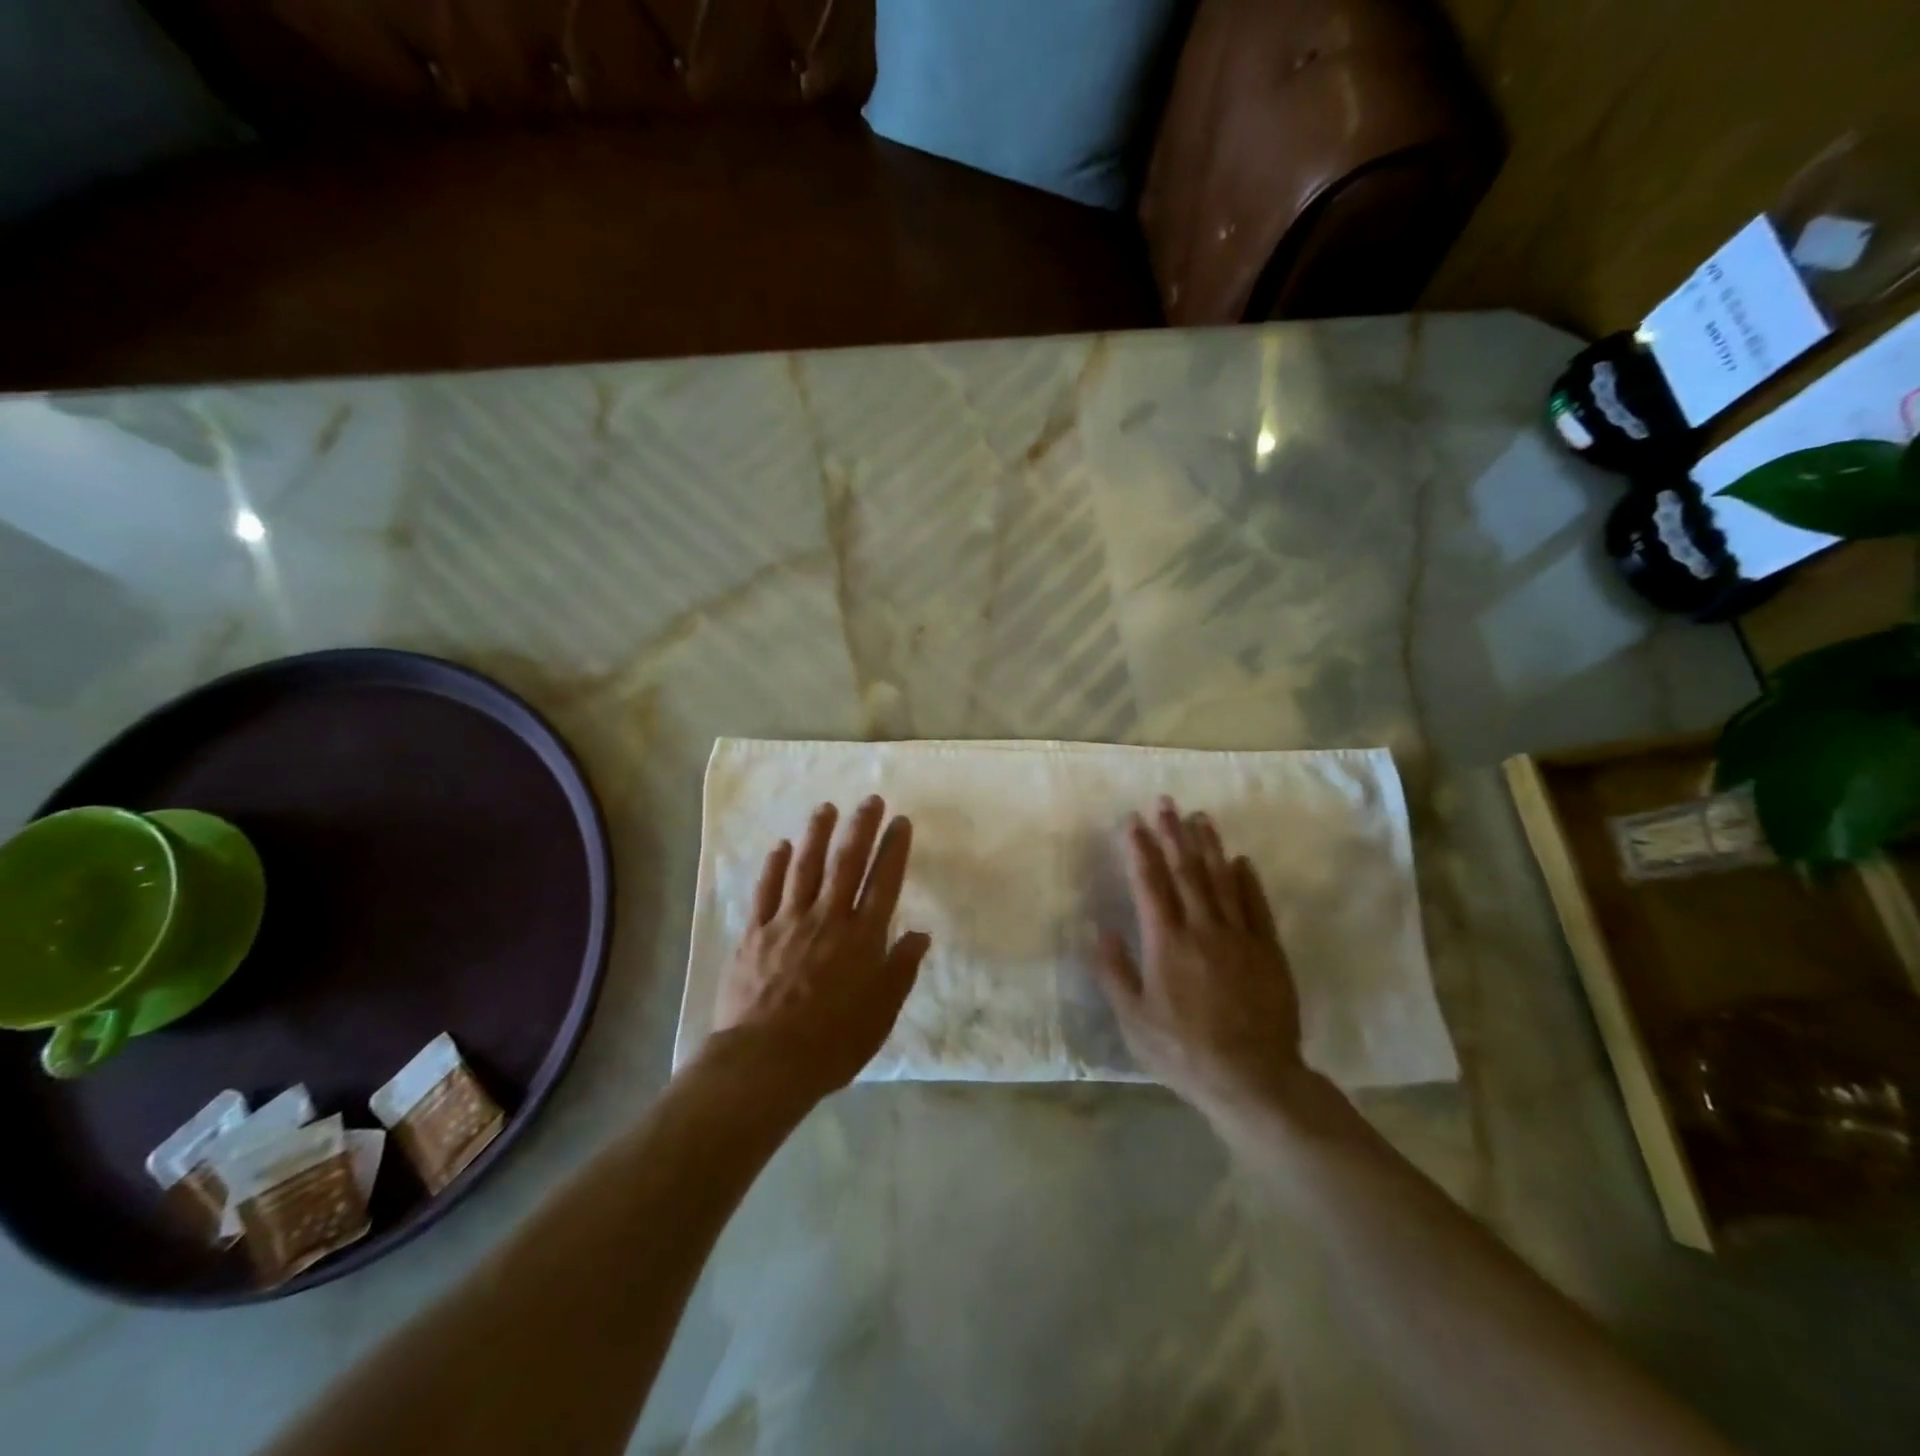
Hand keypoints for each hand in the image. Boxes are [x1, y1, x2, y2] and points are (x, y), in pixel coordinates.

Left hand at [712, 796, 930, 1102]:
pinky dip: (773, 866)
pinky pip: (766, 891)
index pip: (884, 882)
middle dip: (861, 828)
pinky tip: (780, 846)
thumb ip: (901, 970)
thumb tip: (920, 934)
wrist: (765, 1063)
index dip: (894, 849)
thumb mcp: (881, 1014)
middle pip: (847, 864)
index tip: (900, 822)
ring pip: (805, 868)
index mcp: (862, 938)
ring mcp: (788, 922)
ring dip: (817, 835)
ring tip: (826, 808)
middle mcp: (827, 919)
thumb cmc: (832, 1044)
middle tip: (870, 800)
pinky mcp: (755, 933)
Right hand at [1093, 796, 1306, 1121]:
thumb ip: (1115, 972)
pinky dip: (1247, 880)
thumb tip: (1102, 929)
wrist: (1253, 1079)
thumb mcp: (1134, 1020)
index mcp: (1167, 942)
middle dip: (1172, 833)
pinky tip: (1240, 860)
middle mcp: (1203, 929)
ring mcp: (1240, 937)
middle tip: (1165, 802)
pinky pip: (1256, 906)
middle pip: (1186, 871)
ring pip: (1222, 880)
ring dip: (1208, 846)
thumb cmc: (1184, 1052)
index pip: (1150, 883)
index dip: (1140, 849)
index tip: (1133, 820)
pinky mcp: (1268, 951)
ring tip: (1199, 817)